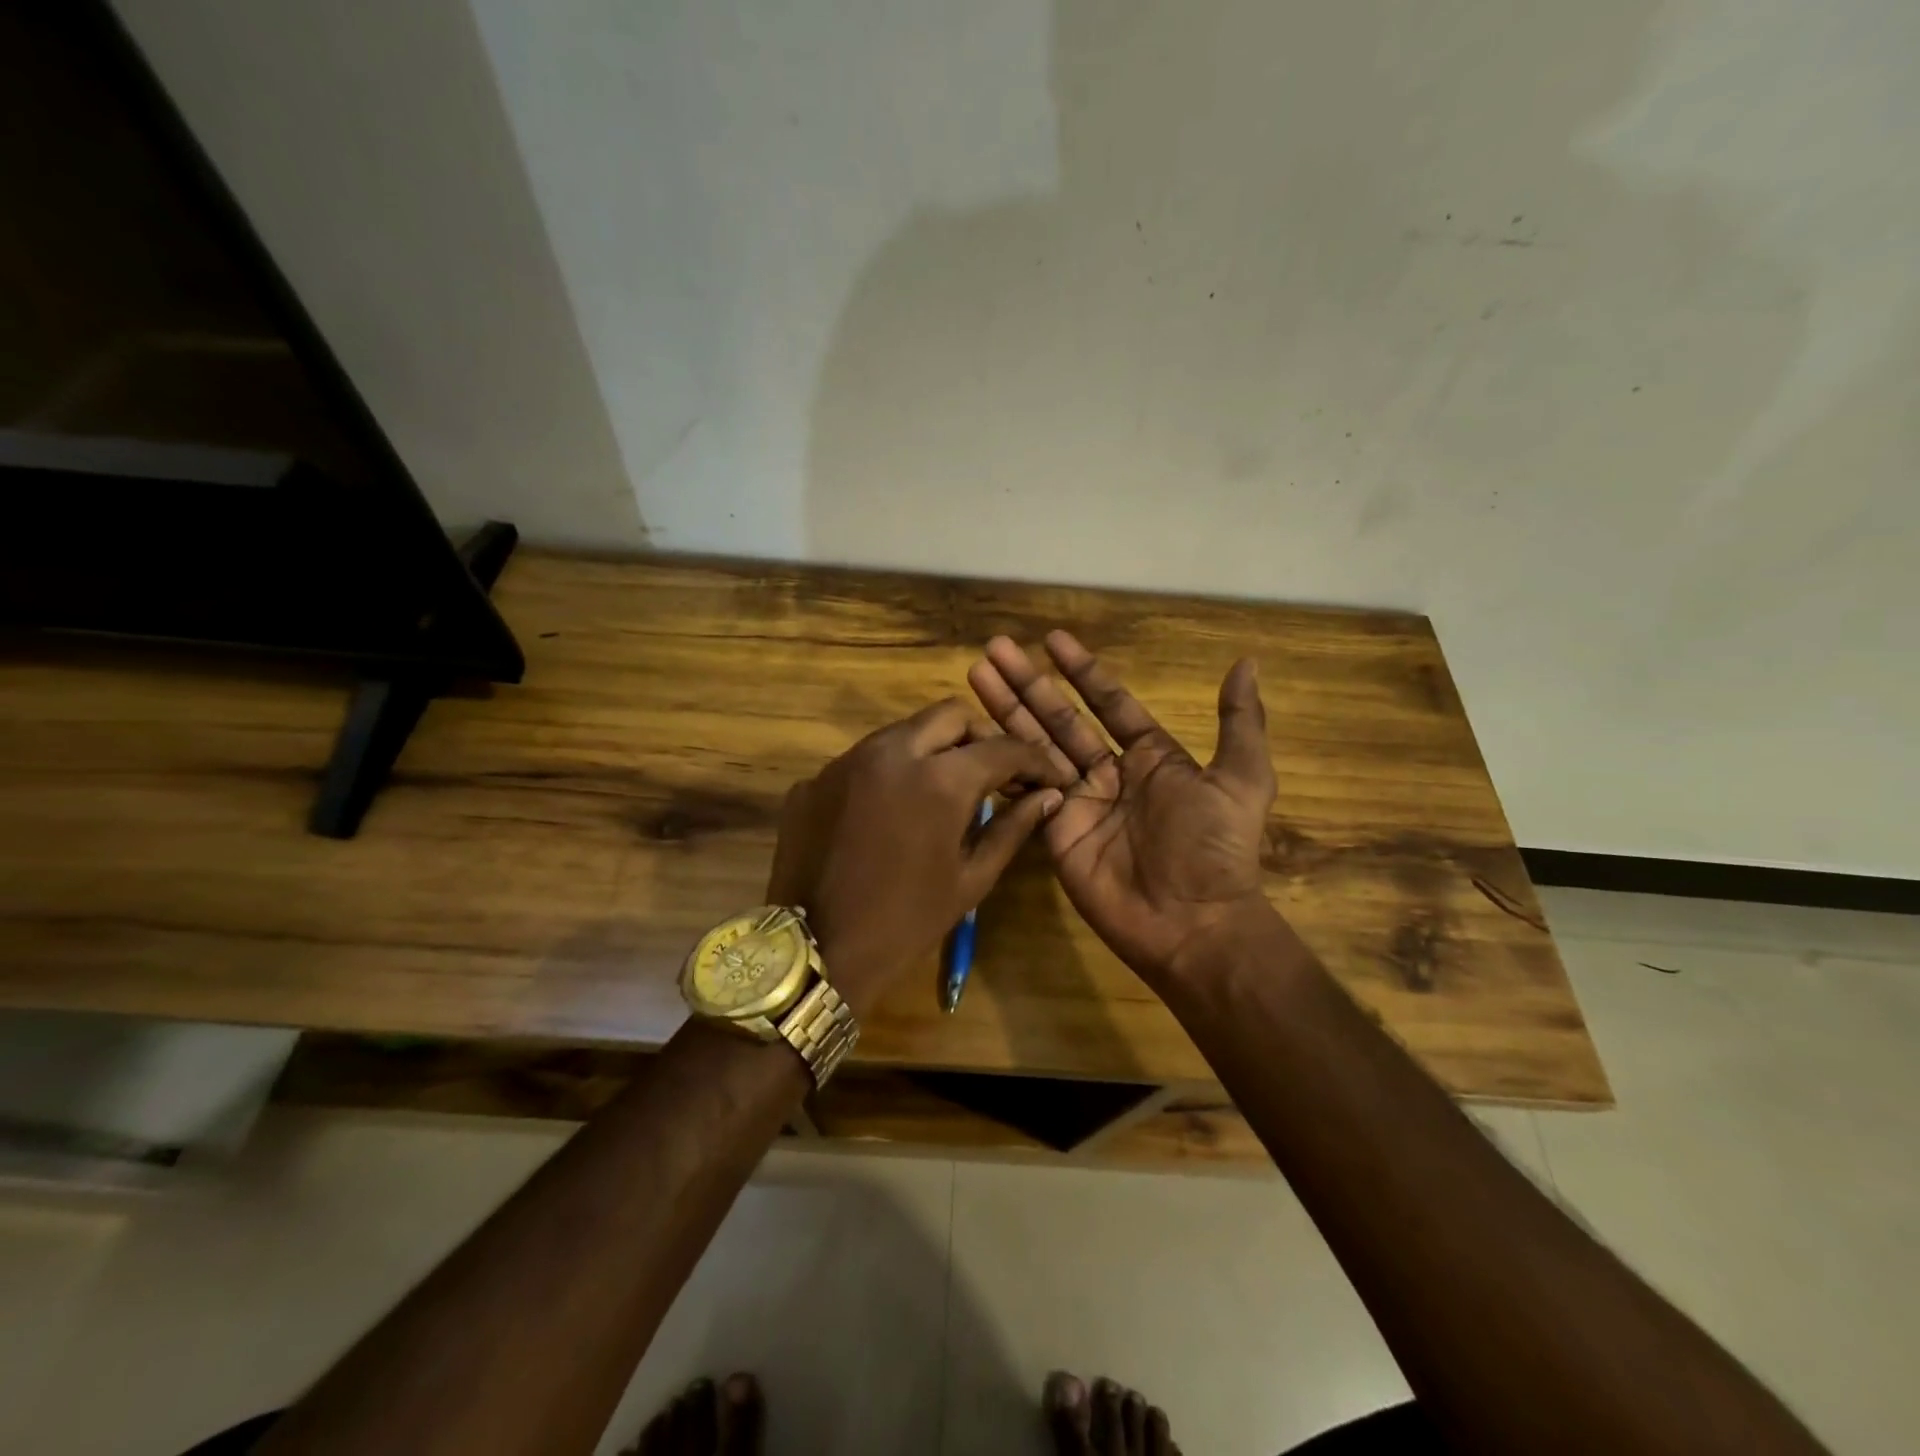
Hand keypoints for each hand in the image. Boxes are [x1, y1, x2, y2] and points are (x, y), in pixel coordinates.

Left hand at [765, 698, 1062, 1017]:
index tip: (1046, 778)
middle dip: (981, 737)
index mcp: (939, 779)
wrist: (816, 951)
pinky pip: (865, 759)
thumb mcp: (970, 878)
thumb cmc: (906, 923)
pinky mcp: (815, 779)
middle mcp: (891, 752)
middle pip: (950, 715)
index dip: (1034, 759)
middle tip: (994, 774)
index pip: (1001, 747)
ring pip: (904, 731)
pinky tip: (893, 811)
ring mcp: (846, 761)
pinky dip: (891, 772)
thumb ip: (1012, 828)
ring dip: (934, 749)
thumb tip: (1048, 797)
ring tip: (945, 789)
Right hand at [967, 631, 1275, 985]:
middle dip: (1028, 682)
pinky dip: (1001, 762)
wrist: (1190, 922)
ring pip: (1034, 745)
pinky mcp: (1052, 831)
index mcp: (1150, 756)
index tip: (1052, 639)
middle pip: (1060, 717)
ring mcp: (1076, 801)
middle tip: (995, 647)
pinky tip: (975, 733)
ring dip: (1006, 709)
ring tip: (976, 673)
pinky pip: (1024, 790)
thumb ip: (1238, 721)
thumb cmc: (1215, 848)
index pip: (1107, 701)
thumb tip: (1246, 662)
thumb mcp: (1241, 779)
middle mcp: (1108, 772)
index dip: (1081, 670)